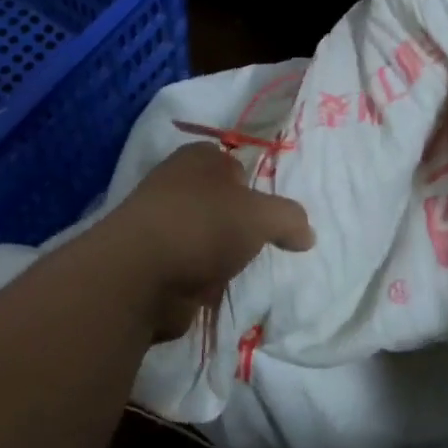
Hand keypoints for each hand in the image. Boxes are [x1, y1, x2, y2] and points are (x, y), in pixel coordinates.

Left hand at [102, 143, 315, 339]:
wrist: (140, 276)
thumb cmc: (203, 227)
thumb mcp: (262, 216)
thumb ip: (290, 219)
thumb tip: (307, 235)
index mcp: (197, 158)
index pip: (233, 163)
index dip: (254, 185)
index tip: (270, 213)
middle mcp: (174, 184)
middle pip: (219, 202)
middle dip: (239, 224)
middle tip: (262, 244)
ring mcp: (159, 224)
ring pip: (204, 236)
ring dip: (221, 254)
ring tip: (241, 270)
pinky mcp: (152, 262)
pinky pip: (190, 267)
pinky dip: (203, 278)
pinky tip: (216, 288)